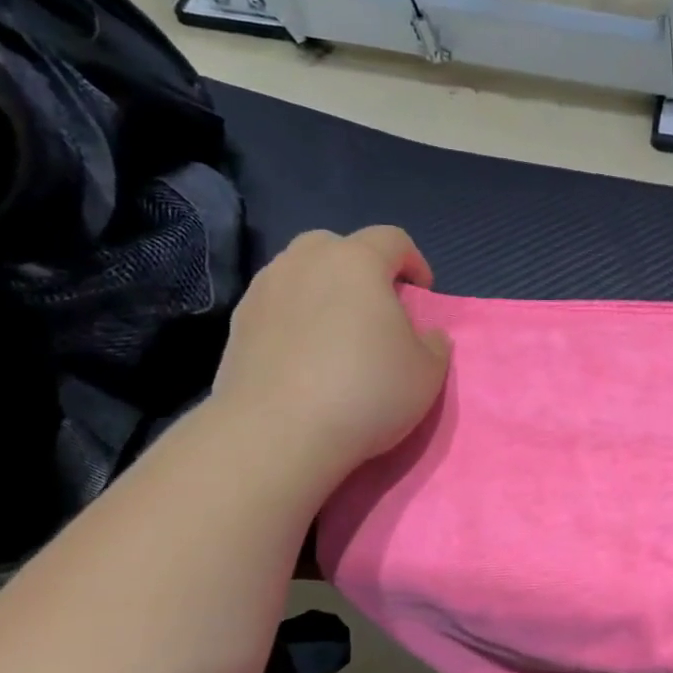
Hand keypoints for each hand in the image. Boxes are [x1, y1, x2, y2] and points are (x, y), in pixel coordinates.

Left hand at [210, 228, 450, 478]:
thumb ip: (434, 344)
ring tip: (337, 334)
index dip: (414, 262)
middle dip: (361, 269)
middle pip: (338, 246)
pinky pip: (277, 307)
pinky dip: (294, 319)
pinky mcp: (238, 325)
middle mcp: (305, 262)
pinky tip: (305, 358)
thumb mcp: (428, 372)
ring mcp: (265, 290)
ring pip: (301, 273)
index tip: (422, 296)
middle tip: (376, 308)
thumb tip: (427, 335)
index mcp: (356, 262)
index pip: (393, 239)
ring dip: (324, 292)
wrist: (277, 433)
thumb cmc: (366, 391)